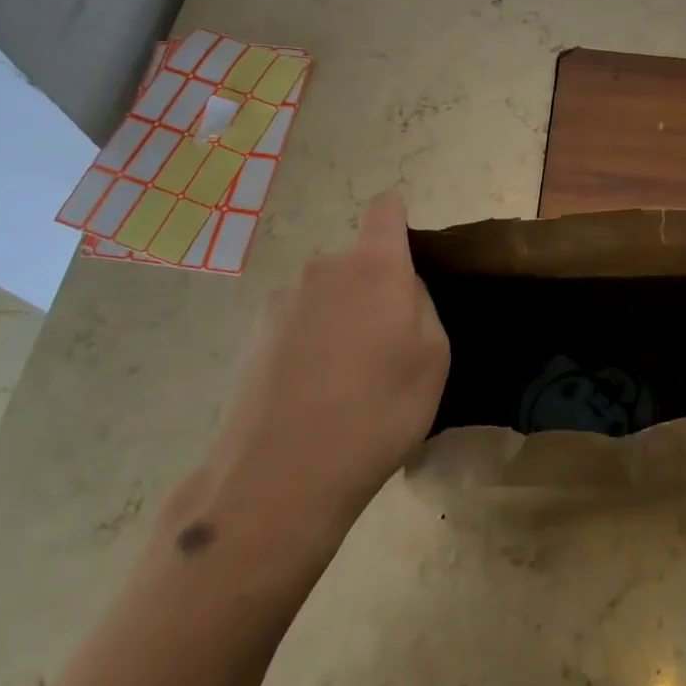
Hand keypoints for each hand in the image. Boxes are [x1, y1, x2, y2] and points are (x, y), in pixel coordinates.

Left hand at [192, 193, 448, 559]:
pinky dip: (308, 345)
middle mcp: (323, 269)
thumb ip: (421, 307)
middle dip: (374, 290)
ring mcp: (282, 301)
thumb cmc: (378, 412)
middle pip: (357, 262)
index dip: (398, 221)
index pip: (386, 209)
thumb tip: (400, 291)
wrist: (281, 476)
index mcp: (374, 267)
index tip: (407, 256)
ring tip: (344, 381)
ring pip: (326, 296)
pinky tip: (310, 395)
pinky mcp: (252, 335)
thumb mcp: (434, 359)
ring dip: (339, 320)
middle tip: (385, 348)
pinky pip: (296, 324)